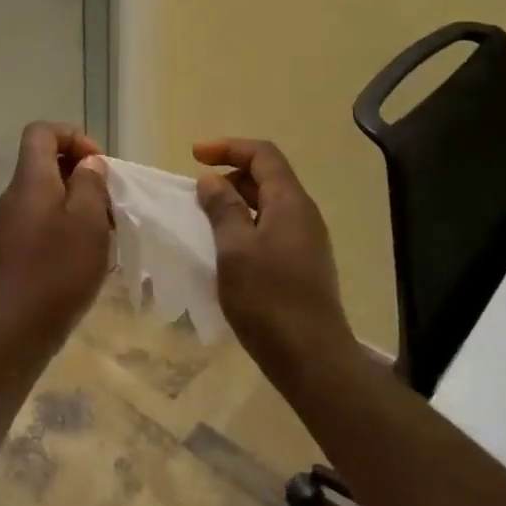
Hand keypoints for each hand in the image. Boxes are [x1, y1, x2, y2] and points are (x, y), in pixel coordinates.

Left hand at [0, 122, 111, 343]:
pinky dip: (69, 227)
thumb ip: (91, 183)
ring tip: (105, 232)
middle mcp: (16, 194)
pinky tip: (89, 255)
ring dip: (80, 204)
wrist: (16, 328)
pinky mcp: (16, 248)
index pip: (42, 131)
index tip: (99, 165)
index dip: (73, 136)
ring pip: (49, 194)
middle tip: (109, 202)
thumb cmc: (57, 269)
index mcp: (30, 179)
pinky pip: (45, 221)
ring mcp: (13, 223)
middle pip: (47, 162)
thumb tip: (88, 165)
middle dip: (83, 175)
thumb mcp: (87, 220)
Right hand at [195, 138, 354, 385]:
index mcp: (290, 202)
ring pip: (268, 204)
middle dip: (230, 175)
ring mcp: (306, 240)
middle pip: (267, 177)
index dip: (228, 147)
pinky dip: (246, 225)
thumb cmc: (268, 299)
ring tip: (205, 220)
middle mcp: (303, 214)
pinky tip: (226, 248)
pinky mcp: (302, 263)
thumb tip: (211, 180)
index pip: (262, 154)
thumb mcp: (234, 249)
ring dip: (236, 202)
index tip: (194, 156)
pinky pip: (271, 228)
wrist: (311, 357)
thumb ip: (222, 209)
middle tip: (196, 194)